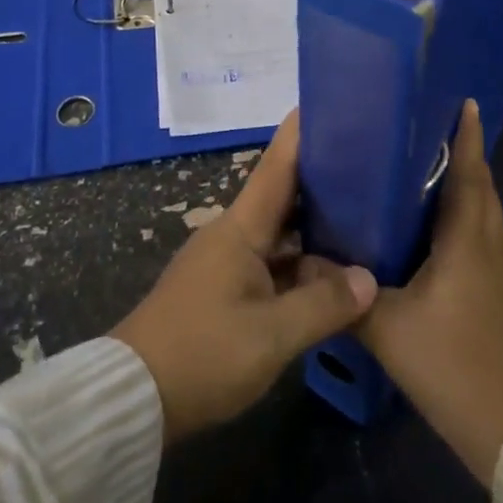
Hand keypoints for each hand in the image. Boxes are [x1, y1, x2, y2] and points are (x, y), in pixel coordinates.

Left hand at [113, 110, 378, 444]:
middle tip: (370, 166)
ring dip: (316, 228)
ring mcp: (226, 263)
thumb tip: (368, 279)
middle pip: (284, 196)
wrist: (132, 400)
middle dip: (324, 179)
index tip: (332, 103)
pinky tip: (331, 275)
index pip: (278, 165)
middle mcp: (233, 234)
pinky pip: (272, 263)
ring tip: (364, 218)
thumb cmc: (202, 354)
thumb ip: (323, 305)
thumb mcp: (271, 335)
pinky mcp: (223, 291)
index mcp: (241, 228)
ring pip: (280, 234)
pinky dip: (301, 263)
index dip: (303, 132)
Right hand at [357, 101, 502, 486]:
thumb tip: (305, 260)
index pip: (470, 172)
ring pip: (483, 214)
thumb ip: (346, 293)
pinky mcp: (501, 296)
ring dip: (463, 186)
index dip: (467, 135)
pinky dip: (462, 220)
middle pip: (480, 187)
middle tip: (427, 129)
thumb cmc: (454, 364)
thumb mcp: (389, 329)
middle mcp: (490, 245)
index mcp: (469, 239)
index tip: (463, 100)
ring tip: (423, 171)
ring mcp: (501, 273)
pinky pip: (480, 239)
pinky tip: (432, 233)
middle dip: (462, 154)